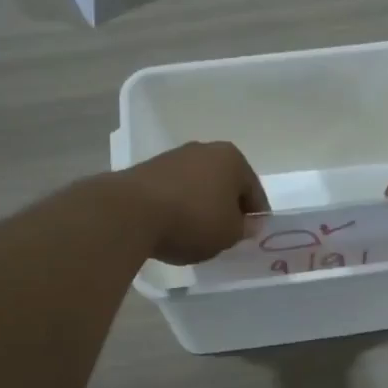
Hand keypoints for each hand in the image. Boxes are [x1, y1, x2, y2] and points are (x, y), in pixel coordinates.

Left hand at [117, 141, 270, 265]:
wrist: (130, 212)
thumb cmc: (192, 220)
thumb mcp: (228, 234)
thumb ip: (244, 229)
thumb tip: (250, 223)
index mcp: (232, 158)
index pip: (254, 191)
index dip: (256, 216)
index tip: (252, 237)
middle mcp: (204, 150)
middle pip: (225, 184)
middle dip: (227, 207)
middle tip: (226, 235)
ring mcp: (174, 157)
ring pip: (199, 186)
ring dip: (202, 206)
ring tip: (197, 234)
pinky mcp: (148, 170)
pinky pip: (174, 191)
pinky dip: (179, 206)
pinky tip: (173, 226)